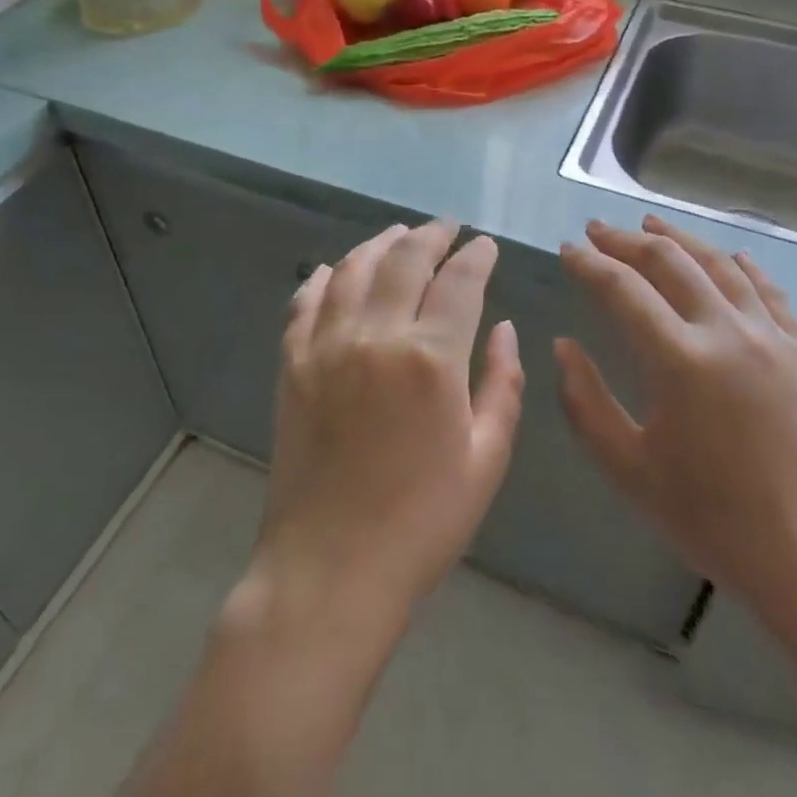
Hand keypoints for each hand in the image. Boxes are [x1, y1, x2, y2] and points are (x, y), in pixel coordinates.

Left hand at [253, 220, 525, 633]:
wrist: (329, 568)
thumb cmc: (422, 522)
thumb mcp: (486, 459)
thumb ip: (503, 385)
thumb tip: (505, 329)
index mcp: (431, 358)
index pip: (460, 281)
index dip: (476, 256)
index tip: (485, 245)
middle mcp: (376, 335)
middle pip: (405, 259)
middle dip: (431, 235)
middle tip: (446, 228)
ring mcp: (326, 345)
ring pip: (354, 269)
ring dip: (380, 244)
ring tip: (399, 235)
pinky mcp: (291, 364)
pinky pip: (306, 301)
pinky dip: (326, 276)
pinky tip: (338, 269)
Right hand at [557, 215, 796, 623]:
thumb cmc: (715, 520)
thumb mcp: (629, 469)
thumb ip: (586, 402)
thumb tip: (564, 346)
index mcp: (679, 359)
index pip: (622, 289)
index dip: (589, 264)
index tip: (567, 249)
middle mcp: (727, 331)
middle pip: (670, 263)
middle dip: (626, 240)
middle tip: (598, 230)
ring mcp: (773, 337)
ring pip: (721, 265)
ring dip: (681, 240)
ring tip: (652, 224)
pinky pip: (770, 292)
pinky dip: (743, 267)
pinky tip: (731, 257)